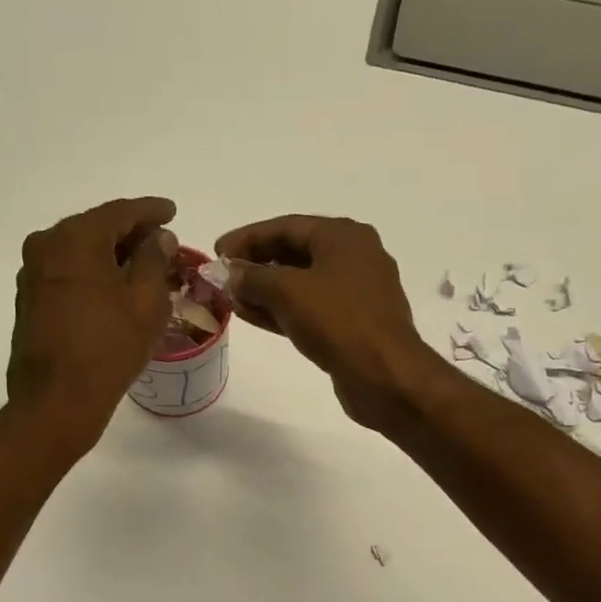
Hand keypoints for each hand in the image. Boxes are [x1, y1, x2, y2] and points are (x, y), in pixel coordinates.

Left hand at [8, 196, 177, 454]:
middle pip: (97, 229)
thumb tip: (158, 238)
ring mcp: (33, 274)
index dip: (151, 211)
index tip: (172, 211)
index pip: (121, 212)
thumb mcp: (146, 302)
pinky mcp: (30, 301)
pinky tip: (114, 291)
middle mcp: (46, 245)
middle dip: (131, 235)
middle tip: (162, 245)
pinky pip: (68, 274)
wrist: (57, 400)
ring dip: (111, 257)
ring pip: (81, 252)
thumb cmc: (109, 348)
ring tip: (142, 270)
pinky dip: (93, 275)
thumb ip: (154, 260)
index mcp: (75, 238)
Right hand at [214, 215, 437, 430]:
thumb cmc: (338, 321)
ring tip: (232, 299)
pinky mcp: (352, 324)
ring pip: (301, 284)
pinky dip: (282, 311)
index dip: (248, 237)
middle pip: (295, 252)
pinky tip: (253, 317)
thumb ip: (253, 277)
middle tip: (223, 276)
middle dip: (256, 265)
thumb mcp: (288, 292)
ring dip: (266, 291)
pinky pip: (310, 309)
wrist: (384, 375)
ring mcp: (355, 293)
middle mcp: (354, 257)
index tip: (217, 250)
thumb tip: (231, 272)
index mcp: (344, 236)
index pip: (286, 226)